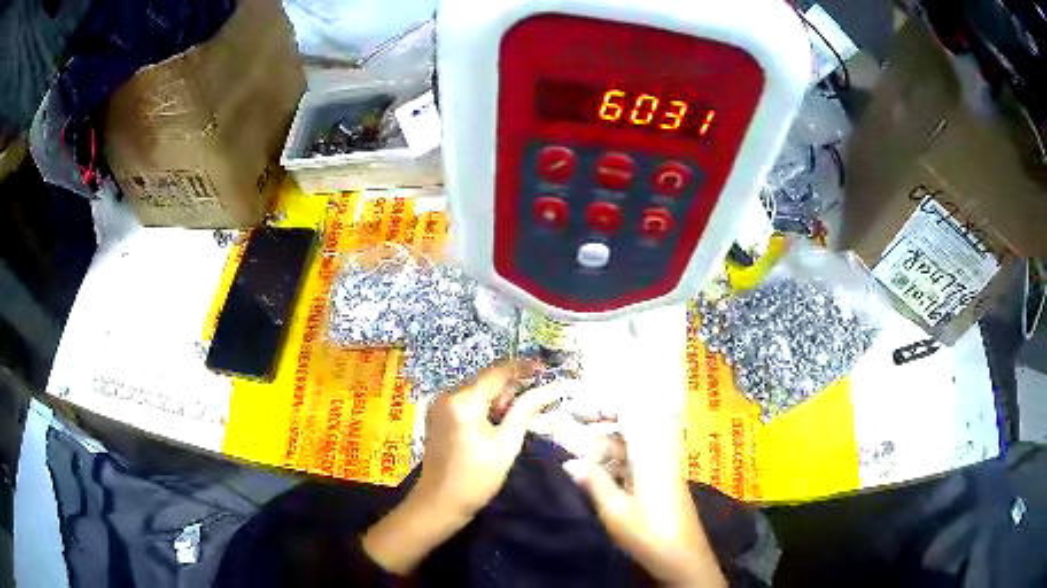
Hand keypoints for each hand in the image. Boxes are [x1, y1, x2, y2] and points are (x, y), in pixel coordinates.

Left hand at [363, 360, 559, 574]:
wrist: (439, 502)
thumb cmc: (476, 478)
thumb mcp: (506, 445)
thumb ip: (526, 411)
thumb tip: (551, 388)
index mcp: (463, 400)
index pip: (498, 372)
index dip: (523, 368)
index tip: (546, 368)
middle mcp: (448, 395)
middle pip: (487, 381)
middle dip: (513, 387)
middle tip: (538, 398)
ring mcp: (440, 405)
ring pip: (478, 392)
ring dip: (500, 399)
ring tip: (521, 415)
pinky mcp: (438, 416)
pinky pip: (467, 403)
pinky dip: (485, 408)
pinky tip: (498, 424)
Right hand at [563, 412, 725, 587]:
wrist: (683, 557)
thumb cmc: (649, 532)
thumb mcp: (614, 509)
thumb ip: (592, 481)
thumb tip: (569, 462)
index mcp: (650, 451)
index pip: (630, 411)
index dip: (602, 407)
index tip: (574, 413)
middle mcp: (658, 452)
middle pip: (627, 428)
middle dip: (596, 431)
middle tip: (566, 439)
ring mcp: (661, 467)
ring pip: (628, 448)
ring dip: (602, 452)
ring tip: (573, 464)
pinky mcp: (660, 482)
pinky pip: (634, 463)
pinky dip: (613, 465)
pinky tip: (593, 479)